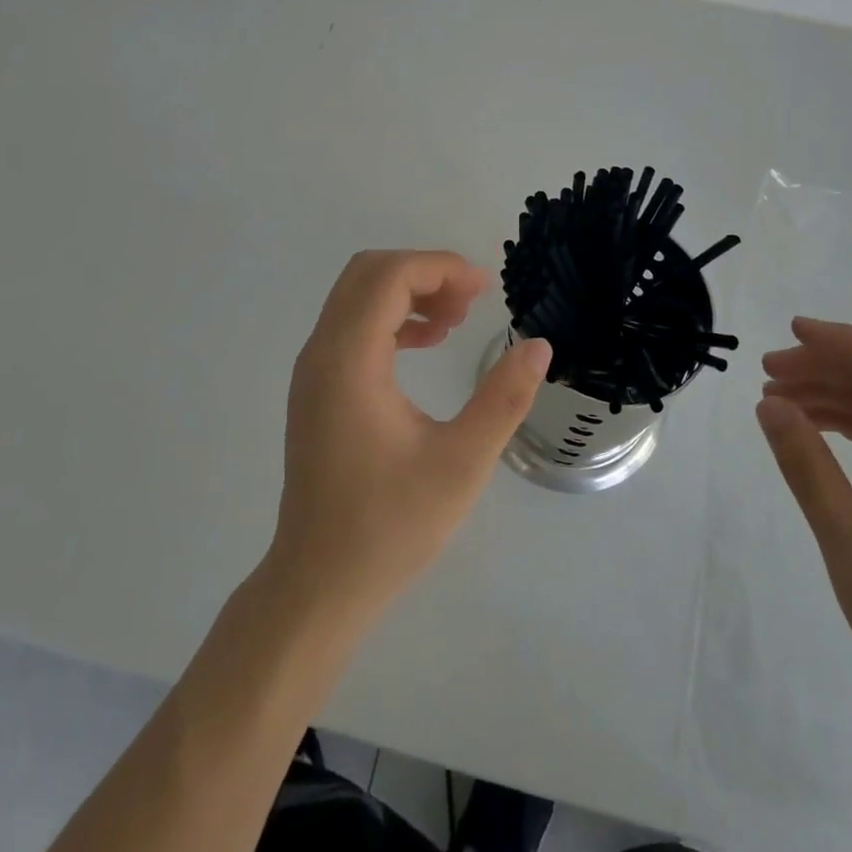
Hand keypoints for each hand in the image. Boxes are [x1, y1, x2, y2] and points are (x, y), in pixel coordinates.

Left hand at [266, 250, 550, 621]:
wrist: (319, 584)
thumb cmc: (390, 525)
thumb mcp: (462, 463)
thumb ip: (503, 399)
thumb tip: (539, 346)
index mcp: (350, 362)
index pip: (388, 276)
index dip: (439, 267)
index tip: (483, 288)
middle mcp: (321, 353)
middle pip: (367, 273)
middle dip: (423, 272)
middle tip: (470, 301)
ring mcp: (313, 370)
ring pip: (356, 296)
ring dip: (406, 293)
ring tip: (454, 322)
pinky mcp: (315, 389)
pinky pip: (351, 325)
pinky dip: (389, 318)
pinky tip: (426, 345)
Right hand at [755, 317, 851, 721]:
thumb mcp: (849, 542)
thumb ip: (807, 467)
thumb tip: (768, 404)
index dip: (847, 346)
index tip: (793, 331)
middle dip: (830, 370)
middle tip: (770, 369)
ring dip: (833, 395)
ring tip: (776, 395)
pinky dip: (847, 425)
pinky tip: (808, 424)